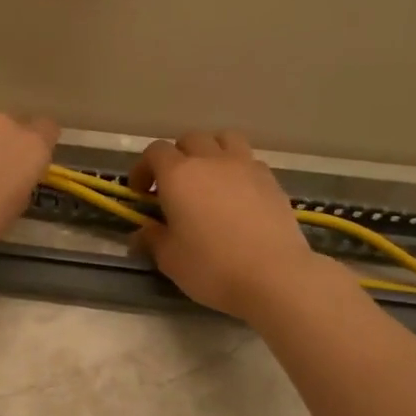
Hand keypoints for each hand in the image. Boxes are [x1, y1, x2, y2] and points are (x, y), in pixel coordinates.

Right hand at [131, 130, 331, 318]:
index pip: (155, 152)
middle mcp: (211, 160)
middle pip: (189, 140)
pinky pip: (248, 160)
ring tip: (208, 178)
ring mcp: (245, 166)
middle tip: (173, 187)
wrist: (274, 275)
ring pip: (224, 139)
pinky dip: (237, 168)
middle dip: (176, 157)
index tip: (141, 194)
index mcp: (179, 175)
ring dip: (211, 151)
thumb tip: (141, 232)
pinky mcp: (271, 180)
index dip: (143, 168)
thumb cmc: (211, 267)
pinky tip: (237, 195)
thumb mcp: (170, 259)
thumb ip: (152, 239)